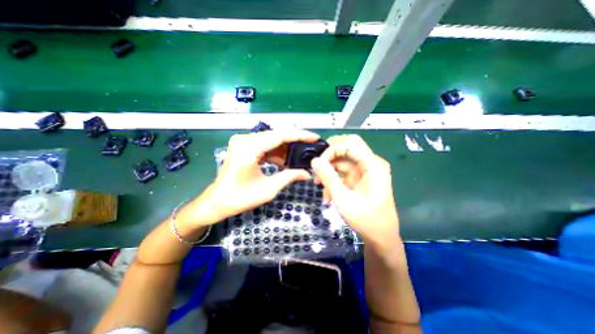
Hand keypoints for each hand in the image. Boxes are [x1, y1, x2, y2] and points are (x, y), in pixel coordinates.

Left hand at [187, 131, 317, 223]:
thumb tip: (307, 174)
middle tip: (311, 148)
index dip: (300, 135)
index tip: (315, 137)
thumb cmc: (239, 198)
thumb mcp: (268, 189)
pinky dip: (276, 153)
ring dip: (286, 149)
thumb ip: (289, 177)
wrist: (217, 202)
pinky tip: (285, 161)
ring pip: (272, 140)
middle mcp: (245, 139)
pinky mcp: (244, 147)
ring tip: (300, 157)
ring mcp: (243, 142)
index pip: (280, 136)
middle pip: (276, 135)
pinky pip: (265, 146)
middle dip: (295, 142)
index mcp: (249, 148)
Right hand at [312, 134, 398, 248]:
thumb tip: (314, 160)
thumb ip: (328, 177)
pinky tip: (327, 195)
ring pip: (344, 161)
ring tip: (319, 186)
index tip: (319, 163)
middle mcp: (371, 163)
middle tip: (317, 163)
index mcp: (373, 165)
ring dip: (330, 171)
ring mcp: (366, 171)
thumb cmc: (365, 220)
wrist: (381, 237)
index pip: (350, 144)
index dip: (332, 149)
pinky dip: (334, 180)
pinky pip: (344, 173)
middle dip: (330, 154)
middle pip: (348, 147)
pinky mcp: (361, 179)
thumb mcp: (343, 199)